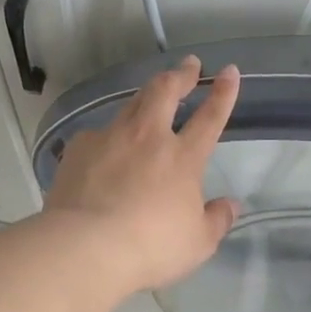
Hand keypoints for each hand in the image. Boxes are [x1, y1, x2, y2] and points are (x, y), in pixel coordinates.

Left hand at [43, 55, 241, 292]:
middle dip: (181, 74)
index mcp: (183, 157)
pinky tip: (105, 147)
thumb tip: (231, 205)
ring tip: (151, 94)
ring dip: (146, 95)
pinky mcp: (79, 149)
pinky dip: (109, 135)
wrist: (86, 246)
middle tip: (189, 64)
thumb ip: (216, 220)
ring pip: (131, 104)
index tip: (229, 71)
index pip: (210, 117)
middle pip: (165, 92)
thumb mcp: (197, 243)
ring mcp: (110, 138)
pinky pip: (98, 133)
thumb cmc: (150, 247)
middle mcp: (148, 137)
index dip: (222, 93)